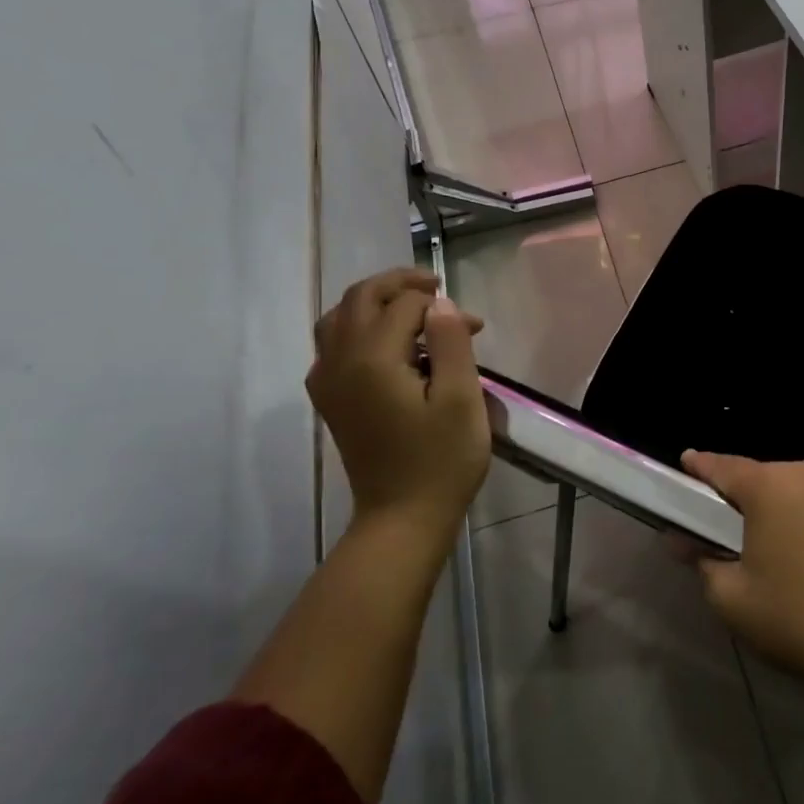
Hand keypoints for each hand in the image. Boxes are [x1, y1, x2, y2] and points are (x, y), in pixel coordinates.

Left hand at [307, 268, 489, 554]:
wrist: (402, 519)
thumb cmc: (441, 461)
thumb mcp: (461, 400)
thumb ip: (450, 343)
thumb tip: (441, 304)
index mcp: (372, 359)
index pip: (404, 305)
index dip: (441, 306)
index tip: (475, 327)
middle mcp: (339, 361)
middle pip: (360, 298)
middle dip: (399, 284)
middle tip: (435, 287)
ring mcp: (328, 381)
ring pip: (338, 317)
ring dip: (373, 302)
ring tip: (409, 308)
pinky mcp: (329, 399)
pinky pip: (332, 344)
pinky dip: (356, 327)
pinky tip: (385, 345)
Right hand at [685, 452, 803, 716]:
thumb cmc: (803, 627)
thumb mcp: (735, 603)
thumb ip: (701, 562)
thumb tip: (682, 540)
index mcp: (771, 487)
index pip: (725, 467)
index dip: (703, 467)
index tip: (691, 464)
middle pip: (781, 480)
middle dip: (770, 504)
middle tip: (770, 544)